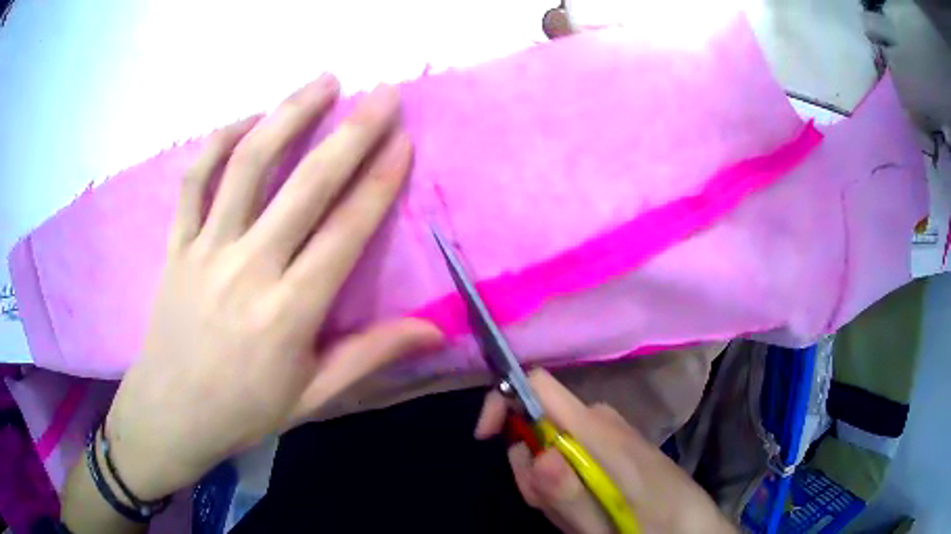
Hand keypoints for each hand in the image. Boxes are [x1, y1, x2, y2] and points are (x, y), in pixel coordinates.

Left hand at [104, 75, 441, 500]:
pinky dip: (219, 141)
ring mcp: (206, 249)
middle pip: (304, 186)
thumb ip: (370, 356)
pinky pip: (194, 180)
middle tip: (383, 94)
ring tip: (322, 82)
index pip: (344, 233)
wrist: (171, 412)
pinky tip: (248, 119)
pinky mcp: (177, 244)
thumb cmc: (244, 409)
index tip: (403, 140)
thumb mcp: (313, 396)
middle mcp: (248, 269)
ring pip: (246, 166)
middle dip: (351, 133)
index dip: (378, 182)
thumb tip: (434, 331)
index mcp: (288, 313)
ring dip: (287, 116)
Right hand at [475, 369, 735, 533]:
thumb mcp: (602, 526)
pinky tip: (586, 506)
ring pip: (551, 442)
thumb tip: (529, 452)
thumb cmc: (653, 524)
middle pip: (537, 420)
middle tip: (550, 506)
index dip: (503, 400)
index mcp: (599, 430)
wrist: (692, 525)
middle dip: (529, 466)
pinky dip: (563, 482)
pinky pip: (570, 453)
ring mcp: (609, 431)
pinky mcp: (612, 444)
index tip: (485, 437)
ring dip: (547, 482)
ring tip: (577, 513)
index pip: (538, 383)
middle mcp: (602, 419)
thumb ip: (567, 494)